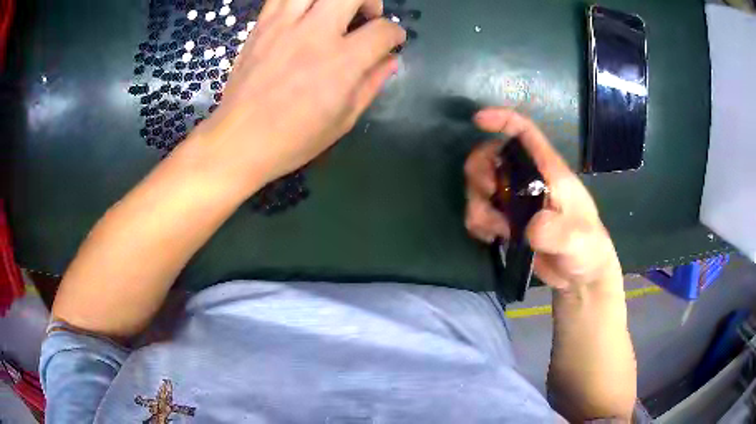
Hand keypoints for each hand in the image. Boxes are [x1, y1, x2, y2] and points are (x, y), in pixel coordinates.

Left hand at [188, 0, 405, 192]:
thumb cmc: (293, 139)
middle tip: (366, 18)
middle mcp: (315, 35)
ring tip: (334, 11)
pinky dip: (301, 0)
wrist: (239, 140)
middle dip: (371, 1)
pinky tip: (304, 14)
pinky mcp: (262, 25)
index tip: (391, 42)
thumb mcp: (343, 120)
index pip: (383, 31)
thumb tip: (389, 60)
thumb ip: (371, 84)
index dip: (395, 34)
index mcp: (341, 63)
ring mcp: (284, 25)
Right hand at [464, 108, 621, 291]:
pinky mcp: (507, 222)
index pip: (525, 132)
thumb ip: (555, 230)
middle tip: (489, 194)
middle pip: (491, 157)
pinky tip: (494, 238)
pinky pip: (480, 213)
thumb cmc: (587, 248)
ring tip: (498, 230)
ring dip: (479, 205)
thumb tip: (529, 227)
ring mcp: (516, 202)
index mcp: (549, 171)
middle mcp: (529, 180)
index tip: (478, 121)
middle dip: (480, 172)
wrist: (581, 275)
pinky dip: (479, 224)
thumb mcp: (576, 238)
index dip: (502, 120)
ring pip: (480, 187)